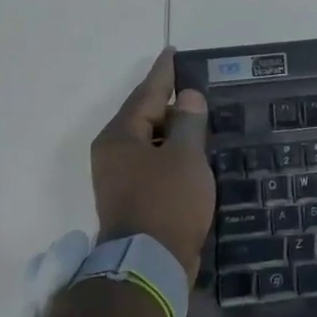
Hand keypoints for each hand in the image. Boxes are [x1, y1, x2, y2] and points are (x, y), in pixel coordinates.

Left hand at [92, 49, 213, 281]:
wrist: (149, 263)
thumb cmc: (167, 202)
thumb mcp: (186, 157)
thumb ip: (189, 122)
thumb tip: (188, 97)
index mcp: (120, 137)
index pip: (146, 94)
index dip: (164, 73)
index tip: (173, 53)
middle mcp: (113, 154)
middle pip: (146, 118)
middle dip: (171, 104)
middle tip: (198, 89)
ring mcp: (121, 179)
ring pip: (152, 144)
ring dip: (175, 132)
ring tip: (202, 120)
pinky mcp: (135, 199)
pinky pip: (156, 164)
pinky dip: (175, 155)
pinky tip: (195, 156)